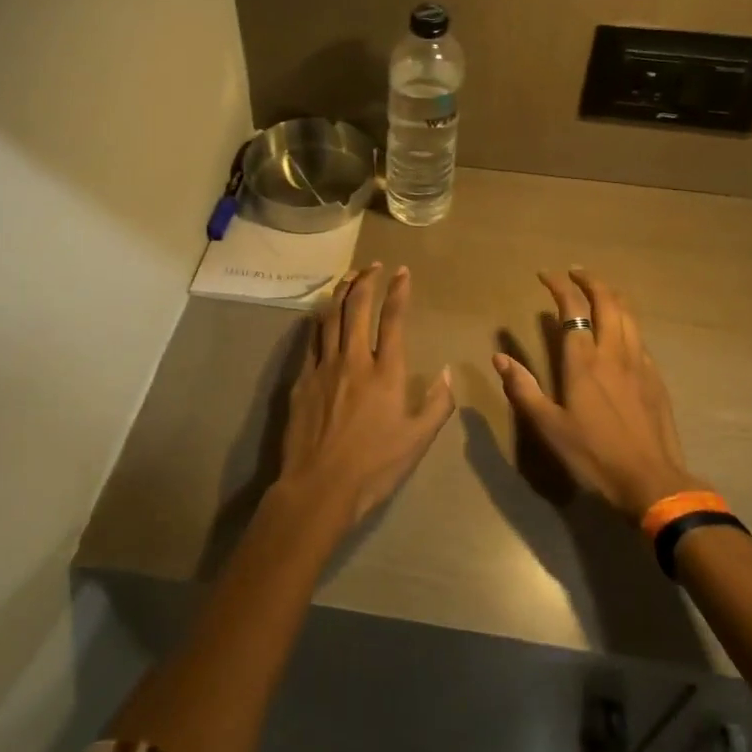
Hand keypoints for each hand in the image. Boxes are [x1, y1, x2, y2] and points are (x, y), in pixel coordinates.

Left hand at [276, 263, 455, 527]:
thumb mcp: (418, 440)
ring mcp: (324, 366)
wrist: (319, 486)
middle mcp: (354, 359)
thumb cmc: (374, 466)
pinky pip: (312, 339)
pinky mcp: (302, 379)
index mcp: (386, 372)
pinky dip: (320, 320)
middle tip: (374, 265)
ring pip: (332, 316)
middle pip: (358, 307)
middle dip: (367, 280)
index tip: (402, 271)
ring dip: (342, 292)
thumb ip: (438, 404)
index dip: (399, 291)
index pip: (393, 319)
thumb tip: (449, 372)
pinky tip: (322, 313)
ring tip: (349, 276)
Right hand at [493, 268, 701, 522]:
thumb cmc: (594, 455)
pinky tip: (621, 331)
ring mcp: (639, 363)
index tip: (545, 274)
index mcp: (584, 361)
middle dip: (590, 281)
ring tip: (599, 290)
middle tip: (575, 273)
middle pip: (607, 301)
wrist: (652, 482)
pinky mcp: (655, 377)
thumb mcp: (549, 427)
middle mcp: (613, 352)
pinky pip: (639, 336)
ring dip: (612, 295)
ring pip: (629, 314)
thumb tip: (500, 358)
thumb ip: (524, 389)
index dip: (559, 286)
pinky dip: (626, 321)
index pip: (573, 308)